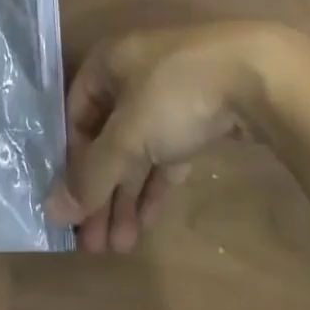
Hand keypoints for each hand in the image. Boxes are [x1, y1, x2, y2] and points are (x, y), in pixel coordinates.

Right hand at [45, 21, 309, 252]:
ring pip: (137, 148)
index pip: (75, 115)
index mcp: (107, 63)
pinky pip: (166, 152)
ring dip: (126, 195)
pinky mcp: (198, 114)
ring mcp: (167, 93)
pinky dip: (155, 183)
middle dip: (101, 190)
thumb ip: (92, 175)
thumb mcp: (128, 136)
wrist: (257, 76)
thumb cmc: (174, 94)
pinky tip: (148, 222)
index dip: (71, 161)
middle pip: (106, 138)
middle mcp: (132, 73)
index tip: (73, 208)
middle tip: (95, 243)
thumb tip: (53, 211)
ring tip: (121, 246)